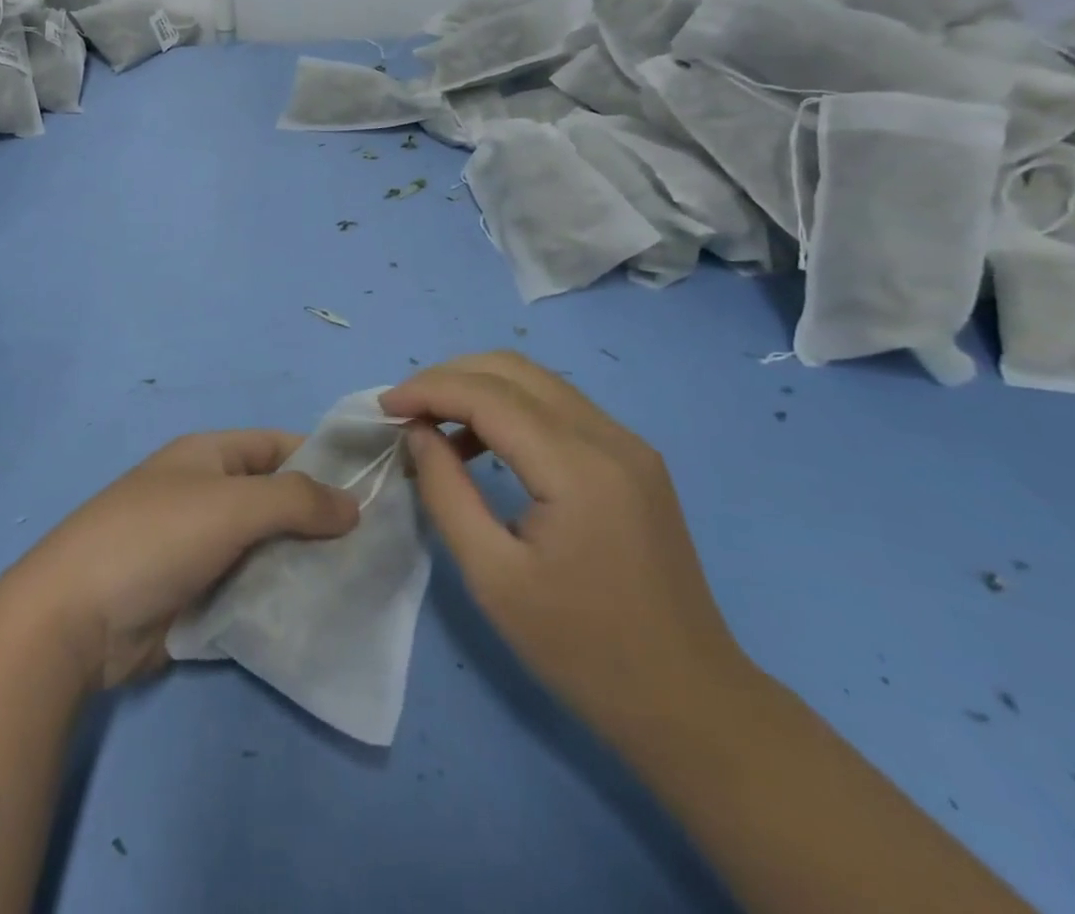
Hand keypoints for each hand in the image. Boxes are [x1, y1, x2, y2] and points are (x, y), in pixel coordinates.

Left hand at [0, 431, 359, 689]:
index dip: (323, 461)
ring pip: (265, 548)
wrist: (76, 616)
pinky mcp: (193, 595)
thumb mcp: (232, 505)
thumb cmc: (156, 538)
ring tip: (357, 585)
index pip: (277, 446)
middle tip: (374, 549)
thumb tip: (354, 504)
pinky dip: (277, 599)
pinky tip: (316, 617)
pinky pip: (247, 589)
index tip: (372, 490)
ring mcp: (198, 547)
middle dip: (318, 521)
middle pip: (275, 500)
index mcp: (208, 456)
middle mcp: (205, 494)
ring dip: (302, 564)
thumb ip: (297, 500)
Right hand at [384, 352, 751, 745]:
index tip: (383, 408)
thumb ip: (446, 492)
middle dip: (448, 378)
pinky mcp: (633, 460)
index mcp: (579, 469)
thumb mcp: (493, 577)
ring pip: (536, 381)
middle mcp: (610, 438)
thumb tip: (418, 433)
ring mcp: (629, 445)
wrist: (691, 704)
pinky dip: (509, 409)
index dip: (428, 390)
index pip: (488, 395)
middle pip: (513, 370)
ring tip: (433, 425)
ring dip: (477, 388)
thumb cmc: (583, 650)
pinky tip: (482, 445)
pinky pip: (558, 408)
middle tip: (405, 411)